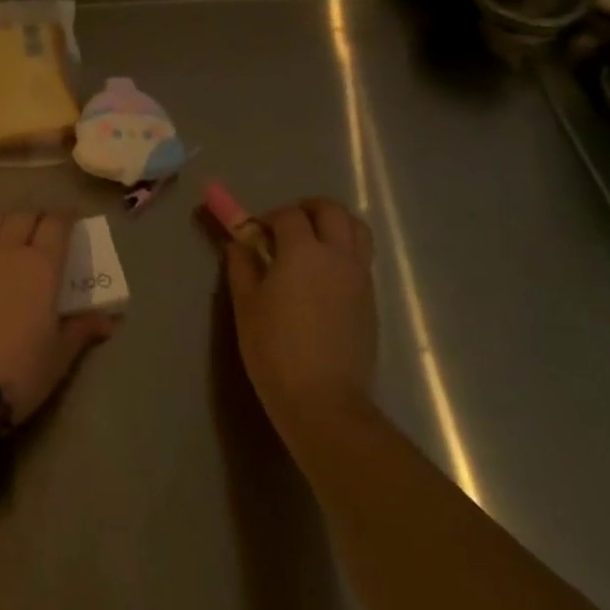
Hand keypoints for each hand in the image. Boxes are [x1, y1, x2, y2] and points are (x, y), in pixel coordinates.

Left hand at [0, 212, 115, 424]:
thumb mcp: (59, 355)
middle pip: (25, 217)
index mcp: (41, 265)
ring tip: (13, 238)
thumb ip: (82, 329)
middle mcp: (7, 249)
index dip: (66, 220)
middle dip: (38, 220)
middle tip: (45, 235)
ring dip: (8, 223)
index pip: (56, 224)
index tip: (72, 226)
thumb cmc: (18, 370)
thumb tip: (107, 321)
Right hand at [224, 198, 376, 441]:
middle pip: (332, 211)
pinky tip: (323, 277)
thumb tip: (238, 244)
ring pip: (357, 230)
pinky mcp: (371, 300)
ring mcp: (360, 277)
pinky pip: (361, 258)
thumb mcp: (246, 306)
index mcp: (303, 252)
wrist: (324, 400)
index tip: (254, 233)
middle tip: (286, 225)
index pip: (289, 215)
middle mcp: (338, 256)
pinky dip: (344, 251)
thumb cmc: (274, 350)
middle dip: (308, 209)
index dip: (269, 217)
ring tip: (311, 242)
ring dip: (334, 224)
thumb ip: (242, 267)